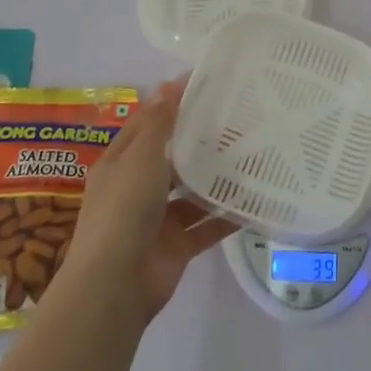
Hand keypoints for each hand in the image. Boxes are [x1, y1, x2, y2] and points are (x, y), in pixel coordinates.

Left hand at [61, 79, 238, 321]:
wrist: (115, 285)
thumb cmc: (123, 209)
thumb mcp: (140, 157)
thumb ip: (158, 124)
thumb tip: (168, 84)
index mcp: (120, 164)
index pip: (146, 126)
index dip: (169, 105)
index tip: (203, 86)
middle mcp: (136, 189)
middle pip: (170, 159)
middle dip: (197, 143)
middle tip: (237, 119)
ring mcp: (156, 220)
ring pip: (191, 194)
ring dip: (214, 180)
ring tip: (251, 155)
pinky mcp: (176, 247)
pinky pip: (205, 227)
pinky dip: (225, 217)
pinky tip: (254, 201)